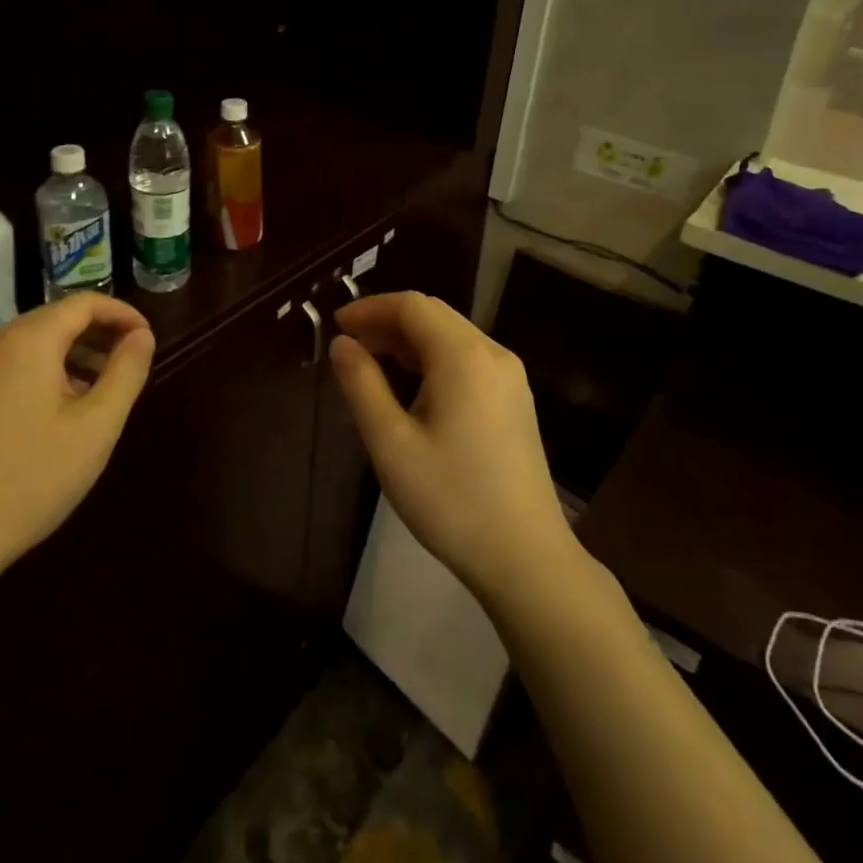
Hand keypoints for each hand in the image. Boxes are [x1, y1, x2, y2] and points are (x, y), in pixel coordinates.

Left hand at [0, 293, 154, 588]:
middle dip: (97, 333)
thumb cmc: (34, 477)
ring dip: (71, 352)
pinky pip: (8, 363)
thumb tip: (142, 335)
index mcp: (28, 341)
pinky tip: (56, 407)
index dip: (121, 313)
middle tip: (128, 362)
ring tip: (99, 387)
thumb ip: (126, 371)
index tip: (147, 337)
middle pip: (55, 318)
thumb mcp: (98, 425)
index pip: (83, 303)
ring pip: (31, 341)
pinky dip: (41, 369)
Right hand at [329, 292, 576, 602]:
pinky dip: (432, 361)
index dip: (370, 308)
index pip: (412, 306)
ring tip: (372, 366)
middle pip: (434, 316)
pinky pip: (468, 361)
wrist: (525, 557)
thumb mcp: (391, 442)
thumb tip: (342, 344)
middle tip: (349, 347)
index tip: (336, 326)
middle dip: (388, 323)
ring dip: (409, 342)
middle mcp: (493, 354)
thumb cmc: (450, 499)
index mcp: (464, 356)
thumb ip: (362, 384)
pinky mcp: (515, 401)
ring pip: (451, 338)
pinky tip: (412, 390)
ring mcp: (510, 378)